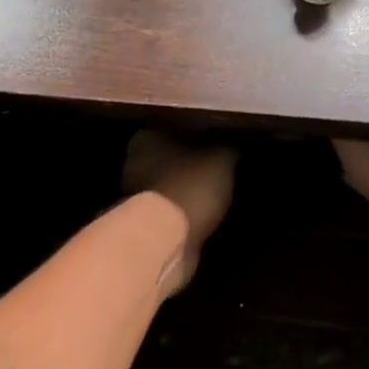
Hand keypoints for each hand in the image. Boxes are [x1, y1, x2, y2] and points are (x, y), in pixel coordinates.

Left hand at [123, 130, 236, 291]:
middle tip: (222, 166)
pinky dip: (184, 213)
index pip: (175, 126)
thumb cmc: (190, 186)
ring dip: (187, 189)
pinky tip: (206, 215)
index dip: (199, 132)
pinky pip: (170, 211)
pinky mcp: (144, 225)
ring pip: (169, 185)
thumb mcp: (221, 157)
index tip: (221, 140)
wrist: (167, 241)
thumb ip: (227, 143)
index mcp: (147, 138)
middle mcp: (134, 163)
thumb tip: (234, 136)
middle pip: (169, 156)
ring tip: (218, 192)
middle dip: (191, 162)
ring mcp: (135, 197)